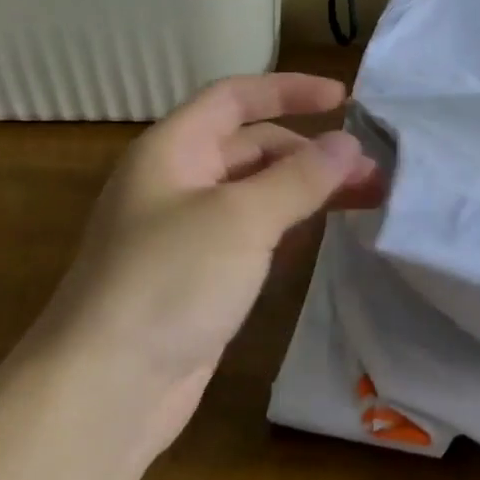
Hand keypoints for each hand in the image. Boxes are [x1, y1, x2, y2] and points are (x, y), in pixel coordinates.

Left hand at [40, 74, 383, 446]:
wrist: (107, 389)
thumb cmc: (170, 281)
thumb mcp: (242, 218)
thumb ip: (300, 177)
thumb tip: (349, 143)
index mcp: (173, 150)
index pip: (235, 98)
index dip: (288, 90)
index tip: (345, 99)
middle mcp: (178, 182)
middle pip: (253, 147)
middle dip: (312, 152)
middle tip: (372, 171)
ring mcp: (188, 233)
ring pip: (258, 193)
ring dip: (308, 190)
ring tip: (367, 199)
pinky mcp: (201, 276)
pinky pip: (253, 235)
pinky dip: (289, 226)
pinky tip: (322, 235)